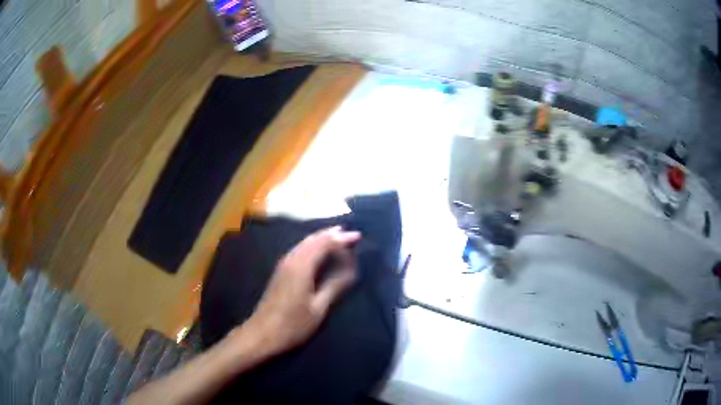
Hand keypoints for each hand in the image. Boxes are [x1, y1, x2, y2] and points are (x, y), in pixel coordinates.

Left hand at [238, 226, 360, 355]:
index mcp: (301, 267)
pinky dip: (312, 246)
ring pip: (304, 243)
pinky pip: (299, 250)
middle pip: (313, 239)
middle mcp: (291, 260)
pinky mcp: (280, 271)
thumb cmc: (293, 324)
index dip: (341, 238)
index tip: (358, 236)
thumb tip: (351, 268)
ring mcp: (283, 265)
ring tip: (338, 238)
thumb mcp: (318, 308)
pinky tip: (318, 251)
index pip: (324, 243)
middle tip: (350, 234)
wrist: (262, 334)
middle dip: (332, 235)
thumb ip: (334, 285)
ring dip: (321, 238)